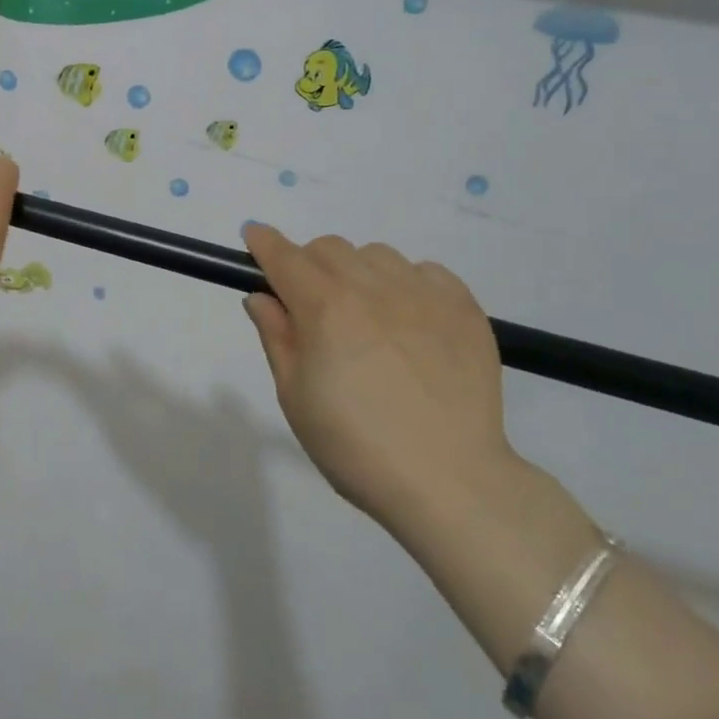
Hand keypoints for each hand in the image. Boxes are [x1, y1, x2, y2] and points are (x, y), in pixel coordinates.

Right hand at [240, 225, 514, 528]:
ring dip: (357, 272)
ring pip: (376, 255)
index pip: (285, 257)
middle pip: (328, 248)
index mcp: (325, 308)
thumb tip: (260, 297)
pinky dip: (407, 284)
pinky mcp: (464, 308)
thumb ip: (276, 338)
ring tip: (365, 316)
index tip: (253, 237)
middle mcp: (372, 287)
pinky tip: (409, 321)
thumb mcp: (296, 398)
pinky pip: (426, 271)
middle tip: (311, 305)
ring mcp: (423, 294)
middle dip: (308, 264)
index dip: (264, 243)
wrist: (450, 481)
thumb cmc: (356, 447)